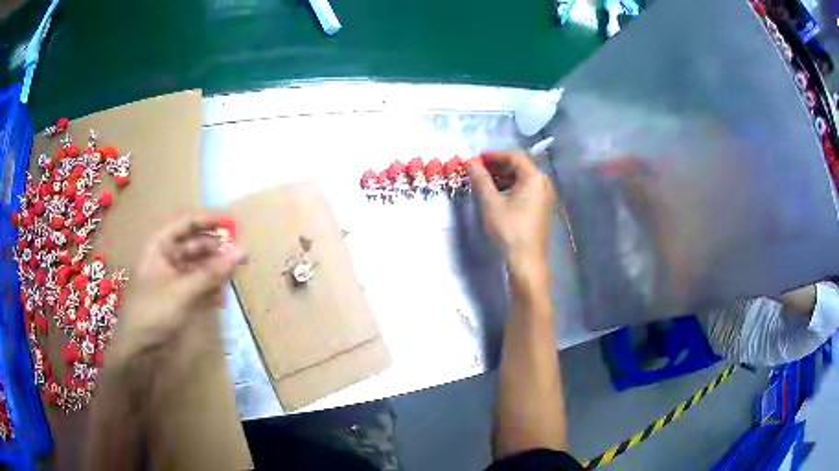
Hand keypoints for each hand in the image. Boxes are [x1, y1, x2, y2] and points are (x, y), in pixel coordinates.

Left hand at [109, 214, 246, 366]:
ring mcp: (171, 278)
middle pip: (195, 245)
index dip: (209, 221)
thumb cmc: (154, 310)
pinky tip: (221, 296)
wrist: (138, 348)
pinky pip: (197, 285)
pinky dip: (209, 288)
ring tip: (233, 277)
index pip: (187, 223)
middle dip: (216, 251)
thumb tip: (243, 251)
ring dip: (214, 271)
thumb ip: (213, 272)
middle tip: (240, 257)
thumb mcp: (183, 289)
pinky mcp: (177, 296)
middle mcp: (166, 257)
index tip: (233, 225)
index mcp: (160, 245)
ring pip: (198, 266)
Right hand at [469, 151, 556, 271]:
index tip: (477, 159)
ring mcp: (545, 197)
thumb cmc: (509, 229)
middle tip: (478, 170)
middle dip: (497, 166)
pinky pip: (526, 190)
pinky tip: (497, 196)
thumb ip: (481, 179)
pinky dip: (511, 188)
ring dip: (503, 178)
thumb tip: (471, 162)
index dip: (494, 155)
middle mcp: (543, 183)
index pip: (514, 156)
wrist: (526, 260)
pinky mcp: (542, 208)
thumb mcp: (491, 202)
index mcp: (534, 178)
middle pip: (520, 167)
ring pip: (522, 179)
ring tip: (483, 183)